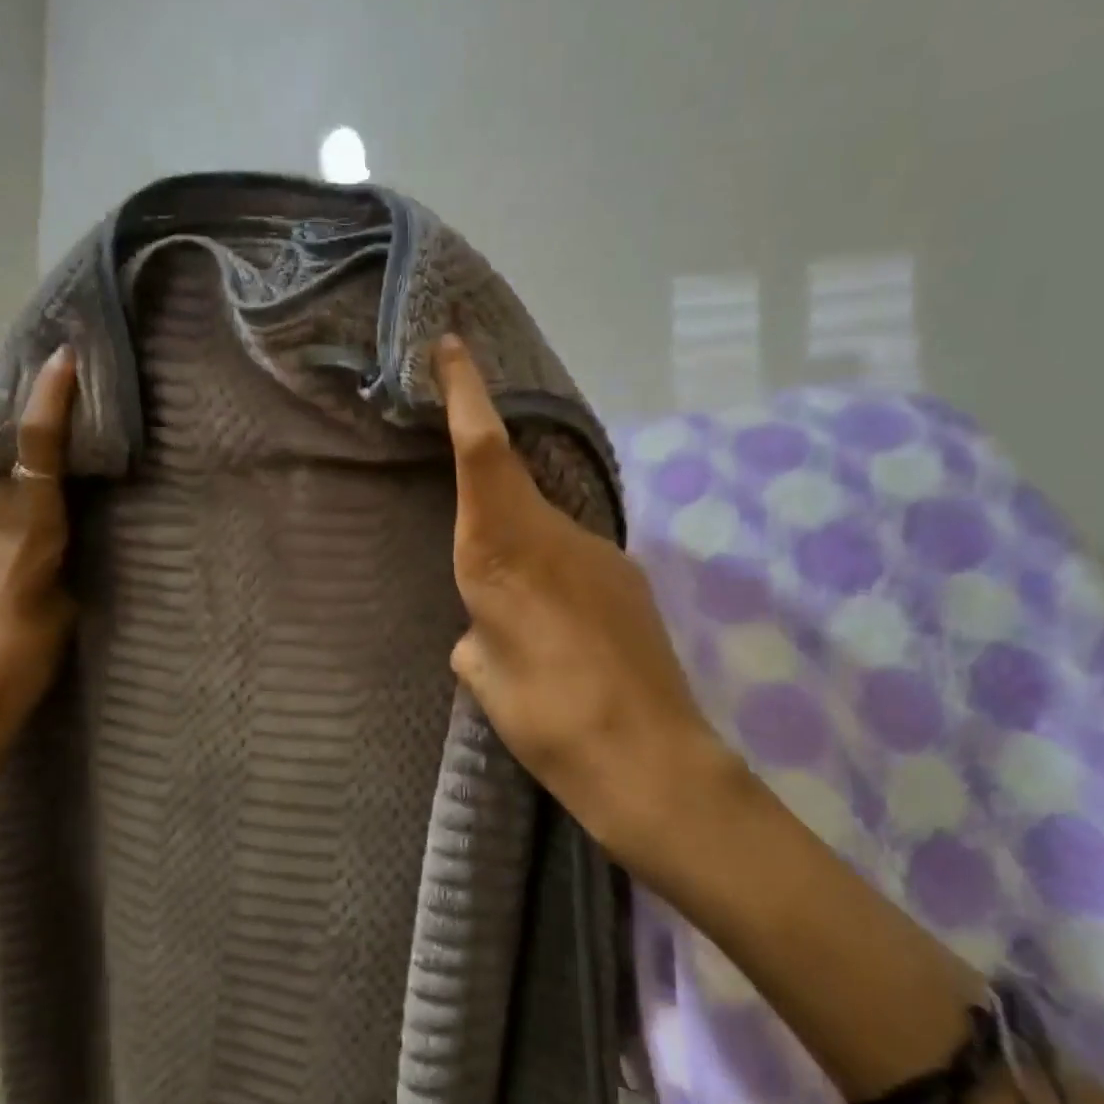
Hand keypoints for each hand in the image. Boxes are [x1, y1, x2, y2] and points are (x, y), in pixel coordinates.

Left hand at [0, 347, 78, 800]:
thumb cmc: (19, 666)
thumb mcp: (64, 611)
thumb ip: (58, 559)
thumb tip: (52, 533)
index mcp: (27, 529)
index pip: (37, 447)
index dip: (51, 398)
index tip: (60, 358)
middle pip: (3, 455)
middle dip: (24, 441)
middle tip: (46, 438)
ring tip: (13, 495)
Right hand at [434, 335, 739, 865]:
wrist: (650, 759)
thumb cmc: (548, 716)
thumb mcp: (487, 677)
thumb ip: (477, 639)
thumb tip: (480, 632)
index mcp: (504, 551)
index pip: (483, 451)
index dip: (467, 393)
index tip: (454, 345)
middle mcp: (556, 536)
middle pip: (513, 490)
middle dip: (490, 504)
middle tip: (480, 577)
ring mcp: (603, 554)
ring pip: (547, 534)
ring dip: (527, 560)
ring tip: (526, 629)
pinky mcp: (632, 580)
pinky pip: (578, 564)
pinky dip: (558, 587)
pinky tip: (563, 640)